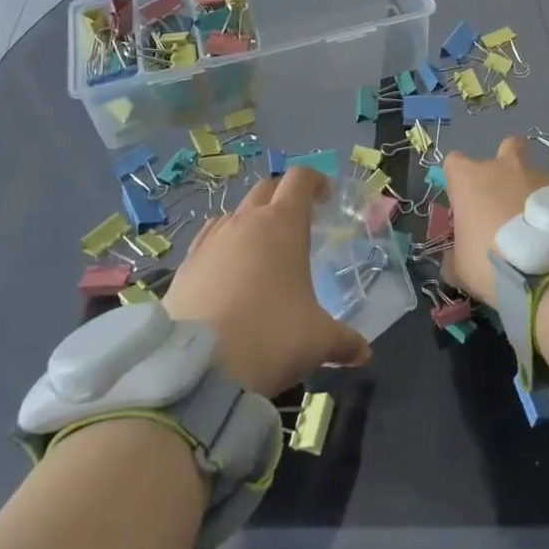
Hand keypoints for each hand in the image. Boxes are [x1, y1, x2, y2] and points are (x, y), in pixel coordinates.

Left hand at [162, 169, 370, 398]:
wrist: (196, 369)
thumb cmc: (271, 337)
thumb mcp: (318, 341)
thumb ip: (344, 341)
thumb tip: (364, 353)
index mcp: (283, 224)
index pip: (300, 179)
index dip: (316, 181)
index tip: (326, 196)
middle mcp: (246, 222)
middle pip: (266, 188)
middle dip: (283, 196)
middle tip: (297, 221)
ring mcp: (211, 241)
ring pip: (235, 213)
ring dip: (251, 221)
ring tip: (261, 250)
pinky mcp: (185, 266)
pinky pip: (208, 239)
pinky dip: (222, 244)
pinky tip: (226, 270)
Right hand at [440, 137, 548, 303]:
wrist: (546, 271)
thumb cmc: (490, 262)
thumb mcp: (460, 268)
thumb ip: (453, 258)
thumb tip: (452, 261)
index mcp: (470, 179)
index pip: (454, 162)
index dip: (457, 178)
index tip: (462, 201)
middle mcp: (503, 168)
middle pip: (506, 148)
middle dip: (505, 166)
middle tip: (506, 198)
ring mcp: (538, 174)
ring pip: (533, 173)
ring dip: (531, 192)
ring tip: (537, 226)